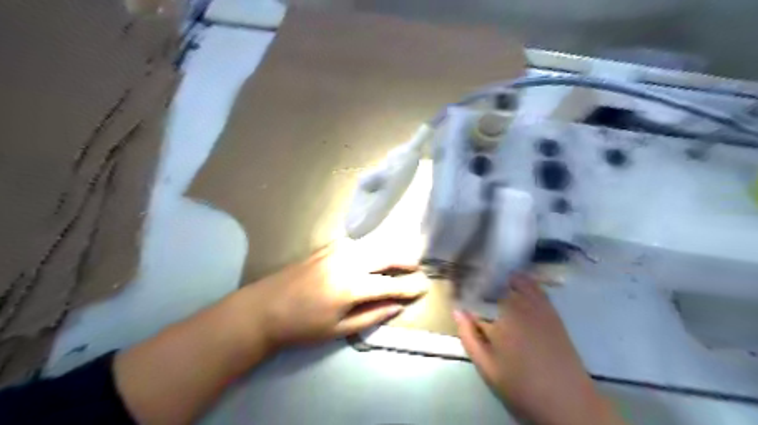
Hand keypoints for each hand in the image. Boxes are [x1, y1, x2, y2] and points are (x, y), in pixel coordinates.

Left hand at [237, 242, 425, 352]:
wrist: (264, 307)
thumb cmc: (302, 325)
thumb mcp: (338, 329)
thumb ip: (371, 315)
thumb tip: (396, 306)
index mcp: (352, 286)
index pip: (390, 284)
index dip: (409, 287)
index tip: (424, 288)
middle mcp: (348, 261)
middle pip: (386, 255)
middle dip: (405, 261)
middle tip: (417, 268)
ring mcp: (337, 250)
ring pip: (373, 246)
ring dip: (389, 253)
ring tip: (400, 262)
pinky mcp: (328, 247)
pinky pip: (358, 245)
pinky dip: (371, 249)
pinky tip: (373, 257)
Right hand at [452, 276, 624, 424]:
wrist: (567, 401)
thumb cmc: (521, 385)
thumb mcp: (487, 366)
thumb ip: (469, 336)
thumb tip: (457, 311)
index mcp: (503, 316)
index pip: (482, 291)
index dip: (470, 287)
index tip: (461, 289)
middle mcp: (522, 305)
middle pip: (500, 282)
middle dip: (486, 282)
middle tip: (476, 287)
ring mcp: (540, 307)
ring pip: (520, 281)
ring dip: (505, 279)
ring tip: (494, 285)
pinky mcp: (553, 313)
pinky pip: (537, 289)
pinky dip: (525, 283)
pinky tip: (518, 288)